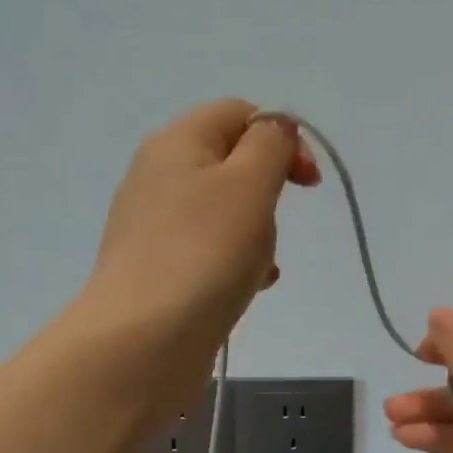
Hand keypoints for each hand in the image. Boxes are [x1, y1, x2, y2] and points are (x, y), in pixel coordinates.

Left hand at [82, 100, 318, 405]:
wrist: (143, 340)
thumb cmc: (205, 253)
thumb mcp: (249, 185)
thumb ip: (270, 145)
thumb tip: (276, 127)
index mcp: (178, 142)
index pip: (239, 113)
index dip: (282, 137)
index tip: (308, 184)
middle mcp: (157, 175)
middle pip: (230, 163)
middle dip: (267, 191)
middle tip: (274, 226)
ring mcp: (152, 224)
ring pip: (221, 211)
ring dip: (254, 231)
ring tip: (262, 264)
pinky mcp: (155, 268)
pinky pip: (206, 249)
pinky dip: (234, 260)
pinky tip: (249, 287)